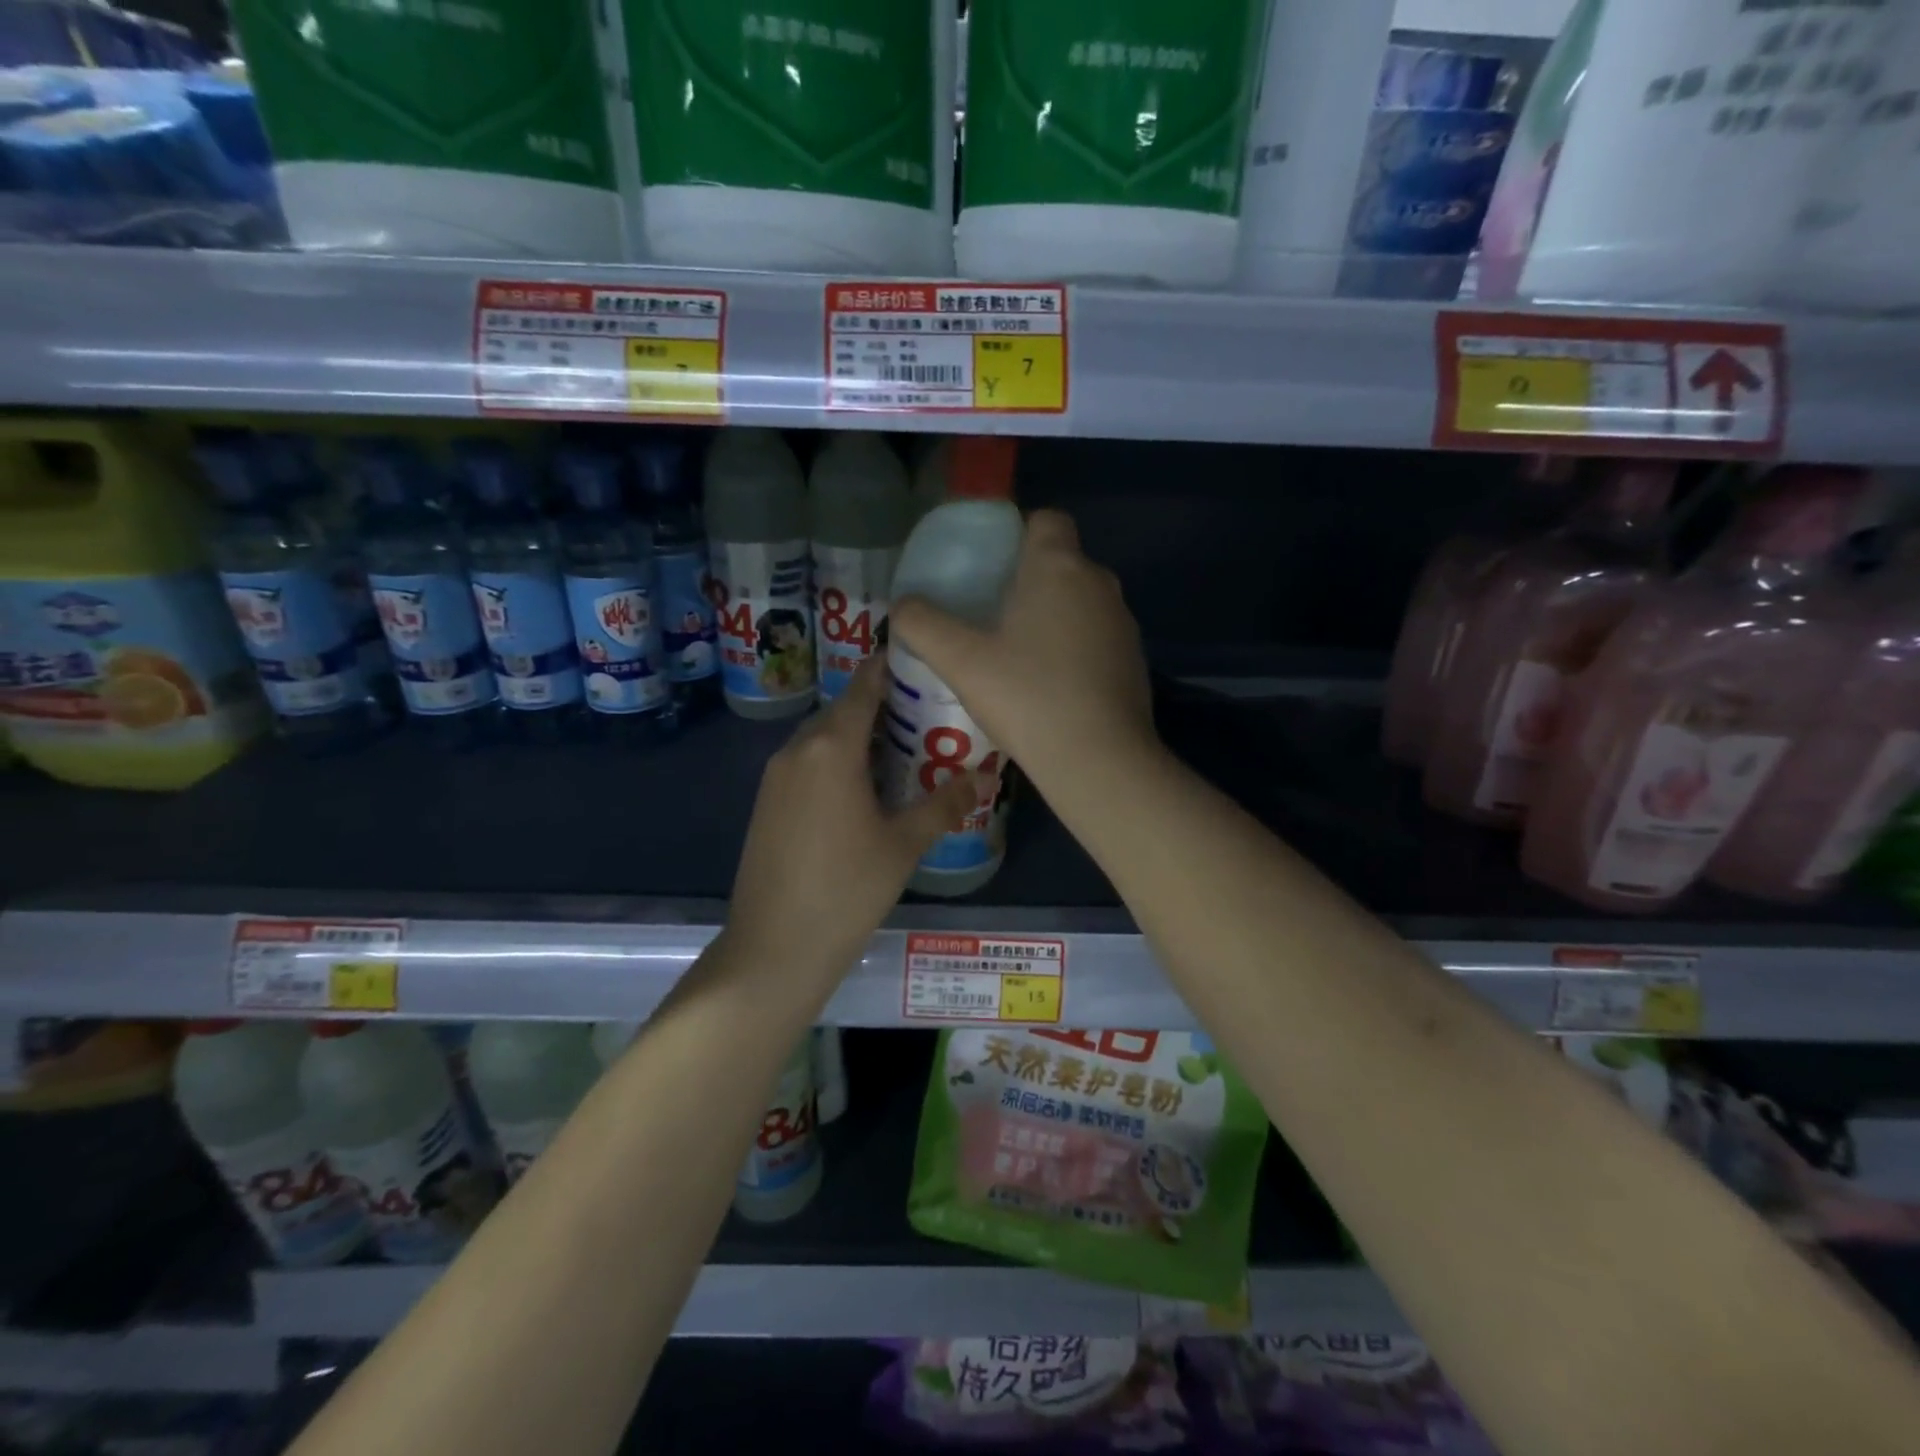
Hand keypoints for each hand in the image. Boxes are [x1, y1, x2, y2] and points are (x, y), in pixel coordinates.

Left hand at [724, 657, 977, 981]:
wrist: (774, 949)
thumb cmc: (847, 890)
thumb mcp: (904, 845)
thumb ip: (944, 804)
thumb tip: (984, 777)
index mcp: (831, 748)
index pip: (864, 687)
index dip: (891, 669)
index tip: (924, 664)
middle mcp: (797, 749)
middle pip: (843, 711)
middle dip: (883, 707)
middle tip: (928, 717)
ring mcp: (775, 776)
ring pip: (822, 738)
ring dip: (859, 736)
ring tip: (904, 752)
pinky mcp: (766, 802)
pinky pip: (806, 763)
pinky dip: (836, 761)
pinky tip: (864, 789)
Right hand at [890, 510, 1155, 794]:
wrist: (1099, 760)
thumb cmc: (1027, 697)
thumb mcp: (960, 661)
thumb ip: (922, 624)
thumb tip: (902, 605)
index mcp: (1059, 567)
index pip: (1047, 519)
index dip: (1018, 533)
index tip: (990, 565)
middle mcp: (1099, 583)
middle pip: (1062, 561)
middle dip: (1029, 579)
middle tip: (990, 614)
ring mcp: (1123, 623)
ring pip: (1081, 602)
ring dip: (1054, 616)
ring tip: (1017, 654)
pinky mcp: (1135, 661)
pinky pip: (1098, 638)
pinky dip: (1076, 649)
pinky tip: (1051, 687)